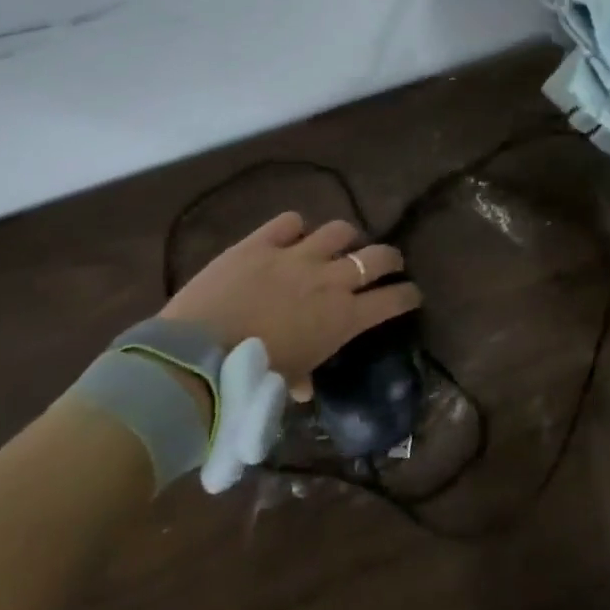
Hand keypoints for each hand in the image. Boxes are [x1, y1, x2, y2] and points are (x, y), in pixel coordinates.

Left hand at [161, 213, 421, 395]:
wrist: (197, 355)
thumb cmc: (250, 378)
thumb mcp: (285, 382)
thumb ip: (301, 378)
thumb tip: (304, 388)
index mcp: (344, 317)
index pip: (394, 299)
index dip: (408, 295)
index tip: (412, 295)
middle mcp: (330, 279)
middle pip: (378, 256)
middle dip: (390, 258)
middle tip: (388, 263)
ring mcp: (296, 256)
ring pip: (339, 230)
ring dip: (345, 237)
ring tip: (341, 244)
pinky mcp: (261, 243)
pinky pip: (289, 221)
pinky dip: (294, 227)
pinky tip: (291, 234)